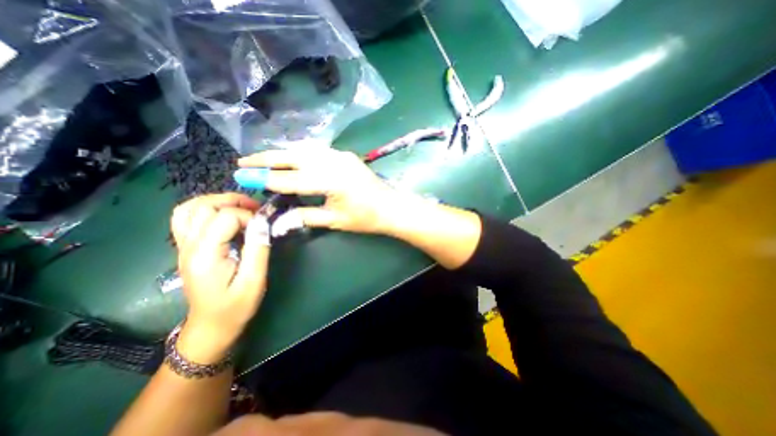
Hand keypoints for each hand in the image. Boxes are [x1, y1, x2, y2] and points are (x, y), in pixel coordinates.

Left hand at [169, 195, 269, 363]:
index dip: (249, 217)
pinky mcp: (186, 248)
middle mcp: (188, 246)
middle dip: (234, 201)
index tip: (264, 227)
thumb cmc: (235, 306)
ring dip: (218, 201)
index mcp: (205, 255)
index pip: (225, 217)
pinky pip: (186, 217)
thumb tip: (263, 221)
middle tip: (256, 209)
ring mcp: (183, 246)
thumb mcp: (254, 280)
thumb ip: (258, 248)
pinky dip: (205, 209)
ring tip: (241, 207)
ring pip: (190, 208)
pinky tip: (224, 215)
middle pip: (203, 206)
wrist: (211, 326)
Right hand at [238, 149, 410, 238]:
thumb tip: (279, 220)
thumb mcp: (335, 221)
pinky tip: (292, 157)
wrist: (392, 207)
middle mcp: (333, 162)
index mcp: (330, 181)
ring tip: (263, 159)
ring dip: (283, 153)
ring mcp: (340, 155)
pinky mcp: (345, 155)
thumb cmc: (366, 218)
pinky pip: (317, 150)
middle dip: (267, 158)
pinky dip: (300, 152)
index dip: (265, 178)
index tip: (241, 176)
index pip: (290, 179)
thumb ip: (306, 217)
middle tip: (244, 162)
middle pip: (294, 157)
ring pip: (304, 150)